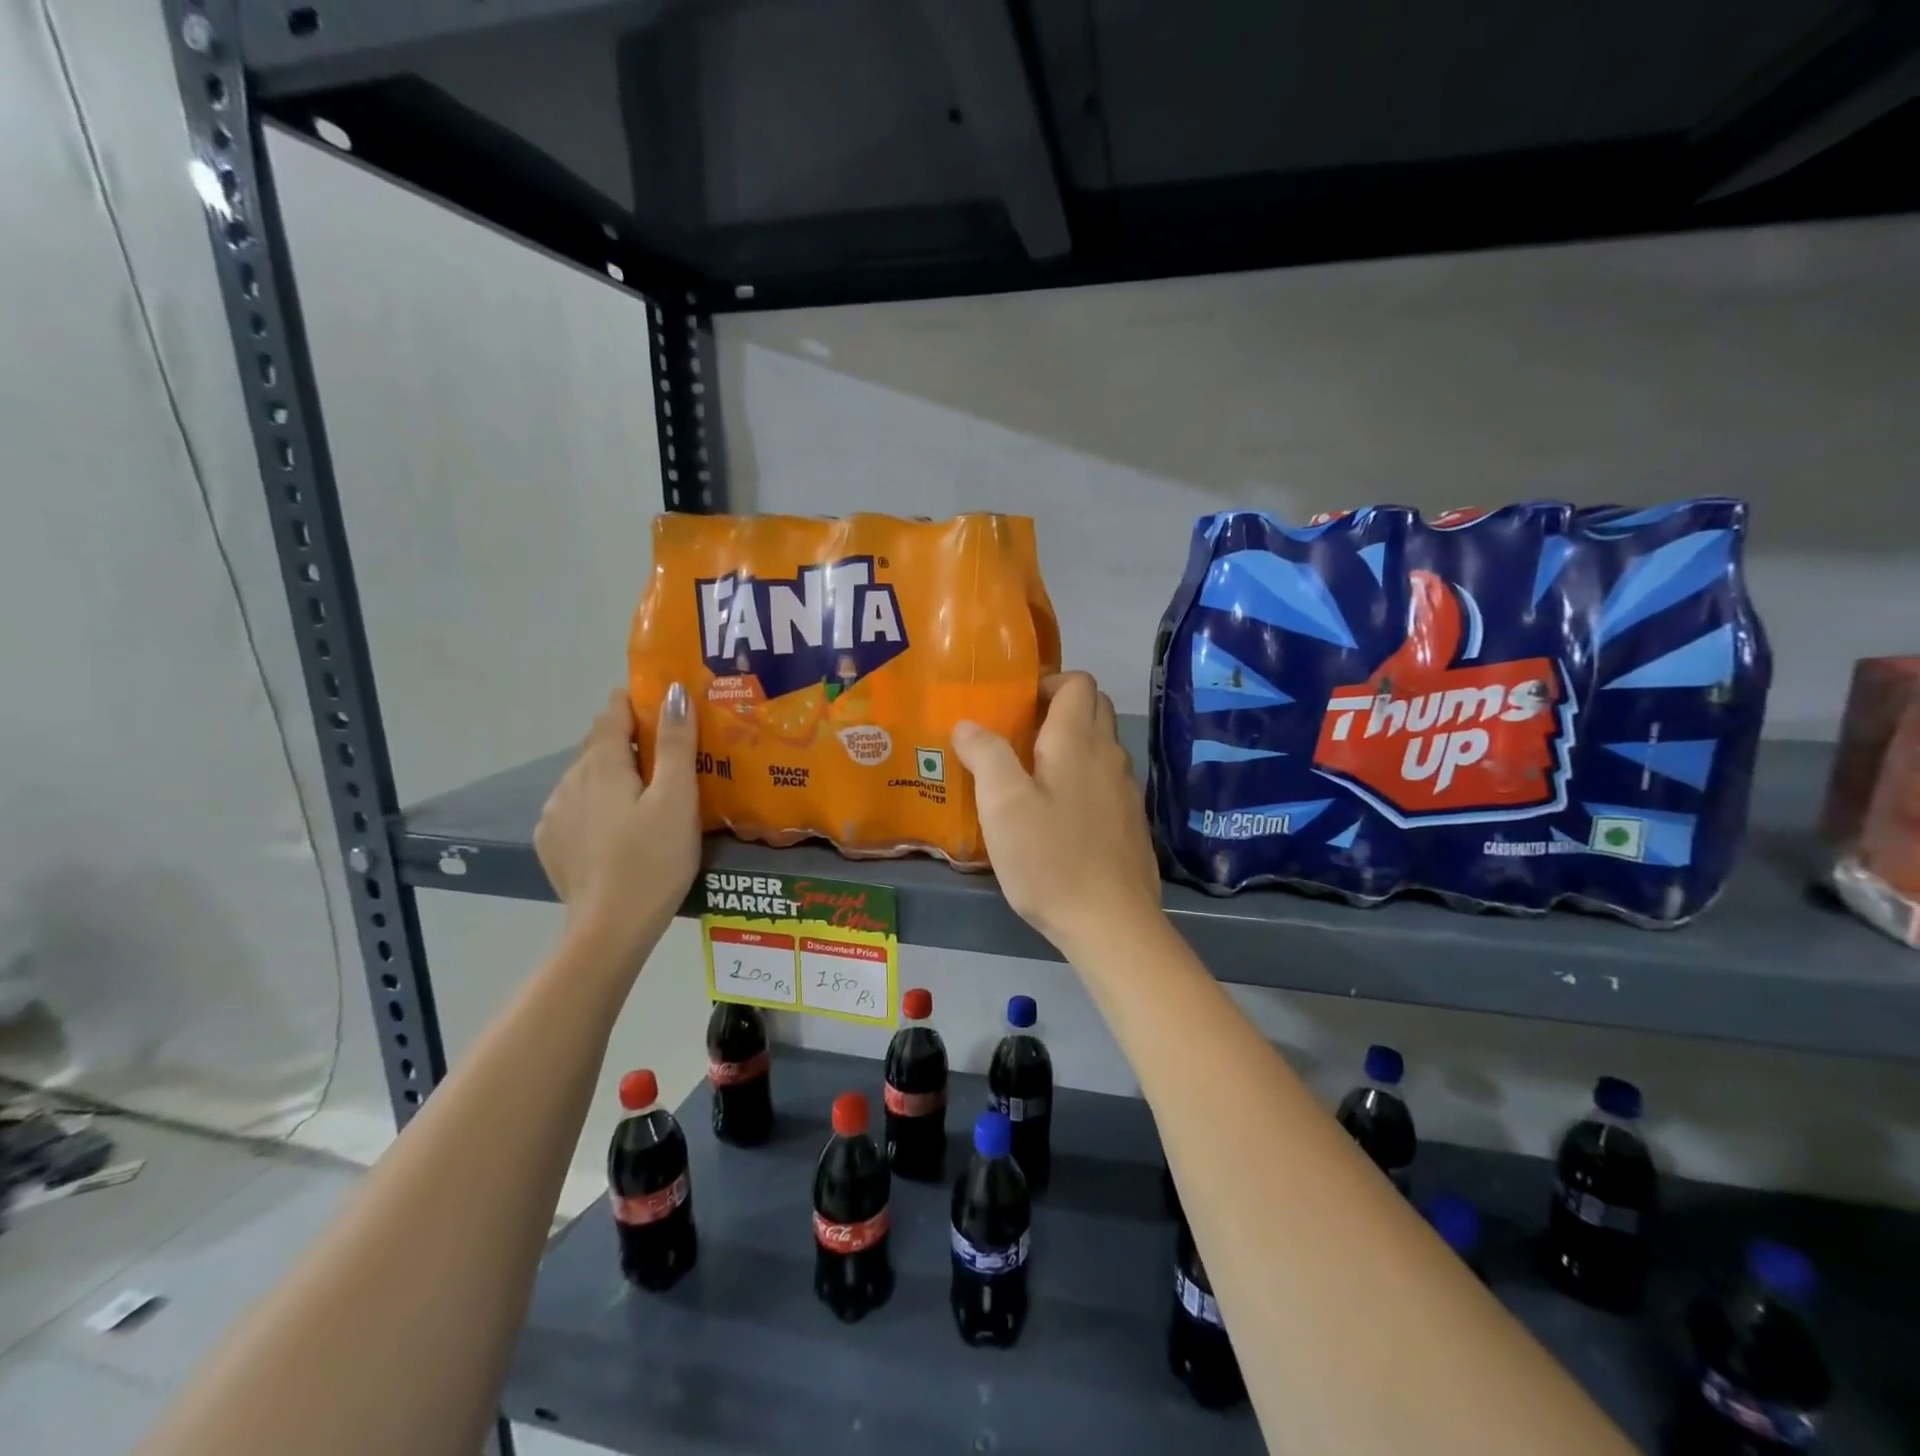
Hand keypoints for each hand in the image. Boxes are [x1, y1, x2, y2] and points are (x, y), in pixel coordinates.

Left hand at [535, 684, 699, 961]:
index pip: (613, 713)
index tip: (664, 704)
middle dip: (629, 738)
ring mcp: (554, 812)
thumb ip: (676, 744)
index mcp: (602, 765)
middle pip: (599, 744)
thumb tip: (675, 692)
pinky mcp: (551, 842)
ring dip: (612, 771)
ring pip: (586, 775)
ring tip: (646, 789)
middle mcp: (570, 780)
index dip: (636, 701)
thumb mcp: (677, 800)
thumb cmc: (654, 860)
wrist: (609, 929)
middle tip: (667, 748)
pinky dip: (597, 801)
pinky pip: (575, 805)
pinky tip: (618, 824)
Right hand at [953, 671, 1162, 954]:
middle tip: (1017, 736)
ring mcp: (1125, 790)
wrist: (1111, 922)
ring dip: (1070, 746)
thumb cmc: (1050, 858)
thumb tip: (969, 724)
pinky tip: (1056, 815)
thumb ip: (986, 755)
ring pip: (1100, 746)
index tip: (1015, 706)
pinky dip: (1082, 779)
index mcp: (1077, 742)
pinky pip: (1105, 781)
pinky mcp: (1129, 822)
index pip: (1077, 683)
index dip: (1048, 682)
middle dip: (1058, 709)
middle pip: (1093, 709)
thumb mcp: (1003, 805)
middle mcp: (1109, 756)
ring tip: (1030, 776)